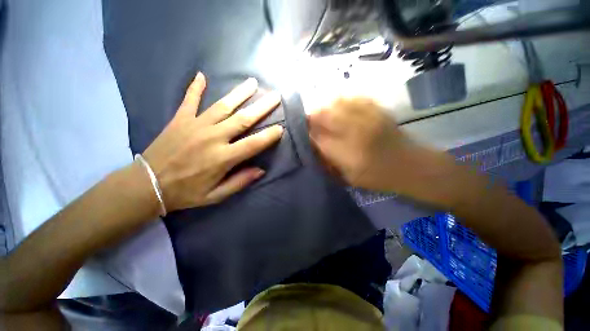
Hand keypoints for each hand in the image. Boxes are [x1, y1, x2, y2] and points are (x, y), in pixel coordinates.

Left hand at [142, 73, 283, 210]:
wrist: (148, 184)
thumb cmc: (186, 192)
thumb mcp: (216, 195)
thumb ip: (240, 182)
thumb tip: (261, 170)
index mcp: (223, 158)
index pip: (253, 144)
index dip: (269, 136)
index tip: (281, 128)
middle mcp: (213, 138)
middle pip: (243, 119)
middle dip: (262, 107)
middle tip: (275, 96)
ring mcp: (195, 126)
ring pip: (223, 106)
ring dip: (239, 93)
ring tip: (252, 82)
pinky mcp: (180, 120)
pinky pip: (189, 100)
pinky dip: (195, 88)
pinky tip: (201, 76)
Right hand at [308, 98, 459, 205]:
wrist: (413, 166)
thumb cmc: (379, 177)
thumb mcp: (349, 177)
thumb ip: (329, 160)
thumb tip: (313, 144)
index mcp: (348, 153)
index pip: (317, 137)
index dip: (307, 133)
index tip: (302, 134)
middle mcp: (356, 131)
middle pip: (324, 115)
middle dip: (311, 117)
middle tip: (308, 122)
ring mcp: (368, 116)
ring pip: (336, 102)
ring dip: (324, 107)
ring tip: (321, 113)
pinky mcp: (377, 109)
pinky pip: (353, 97)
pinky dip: (341, 100)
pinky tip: (338, 105)